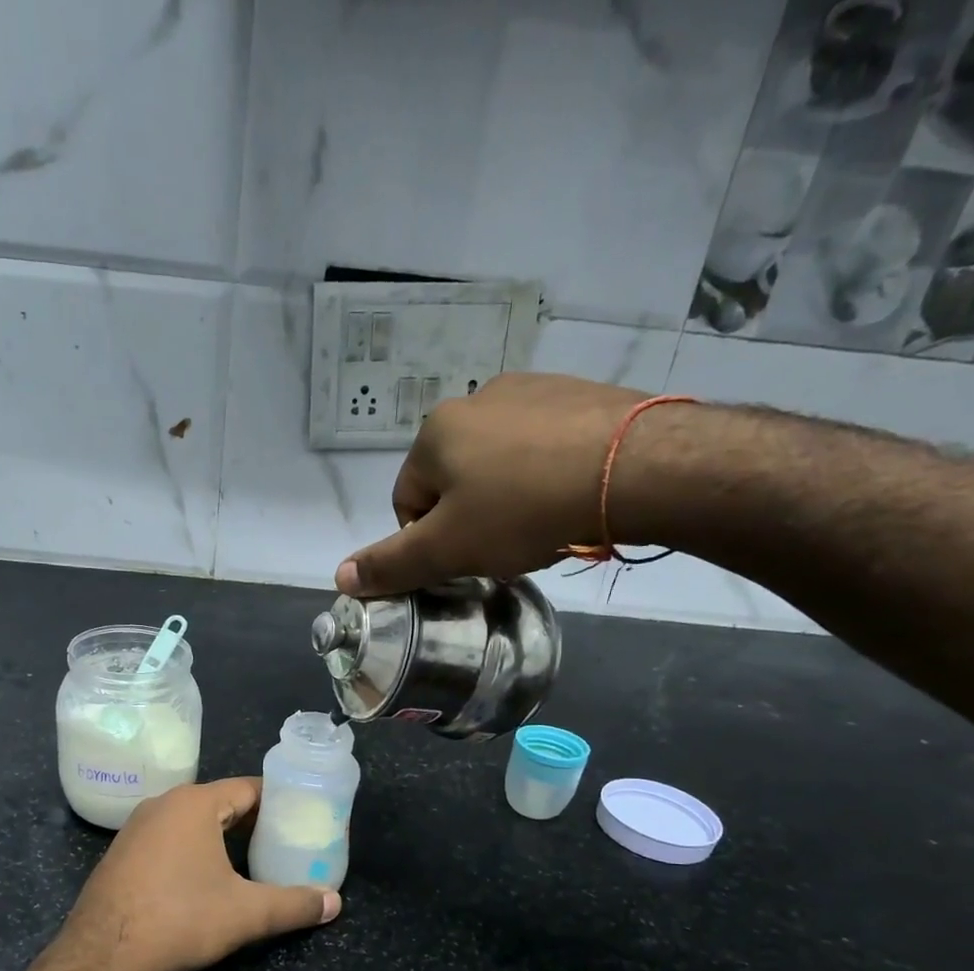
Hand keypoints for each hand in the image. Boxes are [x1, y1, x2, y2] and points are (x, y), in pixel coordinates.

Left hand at [58, 778, 339, 970]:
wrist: (104, 952)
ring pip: (190, 821)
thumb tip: (335, 902)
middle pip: (218, 802)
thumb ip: (294, 905)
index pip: (247, 789)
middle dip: (251, 821)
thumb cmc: (181, 918)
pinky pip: (166, 839)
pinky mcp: (121, 853)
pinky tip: (201, 877)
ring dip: (219, 836)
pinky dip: (190, 849)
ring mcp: (136, 828)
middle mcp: (163, 804)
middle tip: (281, 841)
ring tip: (248, 858)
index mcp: (195, 804)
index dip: (277, 801)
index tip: (300, 816)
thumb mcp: (247, 913)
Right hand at [336, 373, 644, 596]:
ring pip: (499, 461)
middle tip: (503, 546)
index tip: (465, 561)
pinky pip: (543, 444)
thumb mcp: (448, 549)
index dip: (429, 542)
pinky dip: (546, 472)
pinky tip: (570, 495)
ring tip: (541, 523)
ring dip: (507, 495)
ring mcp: (530, 389)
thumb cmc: (523, 510)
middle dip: (470, 517)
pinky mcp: (578, 392)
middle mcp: (475, 399)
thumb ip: (391, 564)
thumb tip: (340, 577)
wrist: (633, 467)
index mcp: (435, 433)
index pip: (408, 501)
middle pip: (453, 479)